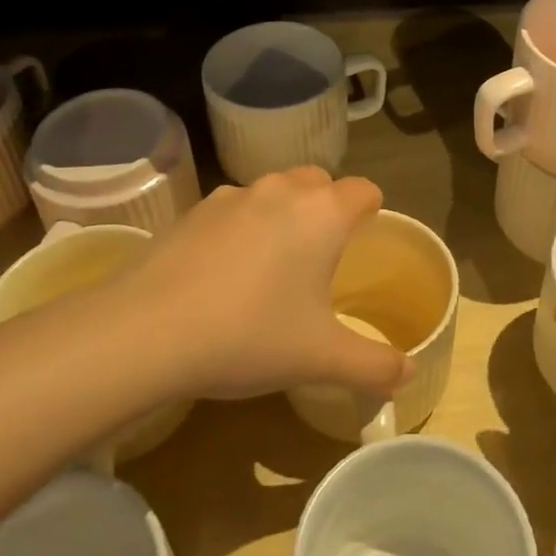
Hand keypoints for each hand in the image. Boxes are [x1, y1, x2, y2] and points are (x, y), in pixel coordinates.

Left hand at [103, 167, 411, 400]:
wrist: (146, 332)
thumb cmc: (250, 335)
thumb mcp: (320, 359)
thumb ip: (374, 365)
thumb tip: (410, 373)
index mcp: (322, 214)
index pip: (363, 190)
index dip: (371, 210)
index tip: (365, 239)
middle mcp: (281, 191)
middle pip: (318, 181)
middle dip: (327, 207)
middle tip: (322, 256)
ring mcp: (231, 196)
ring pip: (273, 191)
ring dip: (283, 215)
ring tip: (271, 265)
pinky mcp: (192, 211)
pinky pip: (233, 209)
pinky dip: (240, 228)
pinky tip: (223, 274)